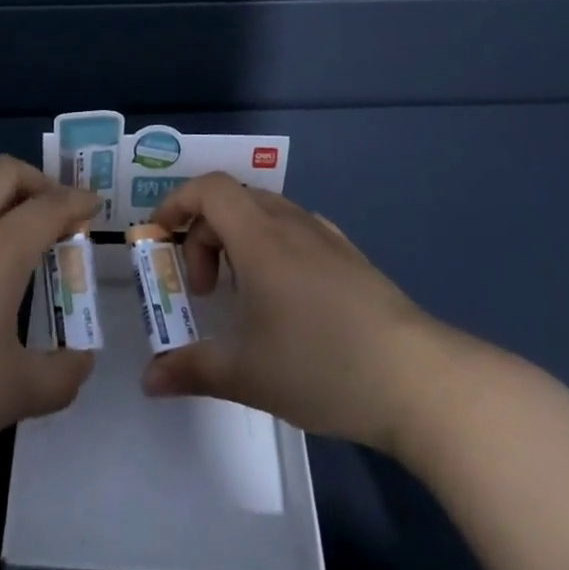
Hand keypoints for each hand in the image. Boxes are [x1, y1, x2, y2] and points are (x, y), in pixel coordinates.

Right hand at [140, 172, 450, 453]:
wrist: (419, 380)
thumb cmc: (322, 366)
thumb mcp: (247, 374)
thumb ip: (191, 370)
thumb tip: (149, 380)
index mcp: (260, 237)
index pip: (209, 189)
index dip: (177, 203)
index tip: (160, 239)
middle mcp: (292, 224)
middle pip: (233, 201)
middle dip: (204, 235)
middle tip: (203, 290)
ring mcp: (327, 238)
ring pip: (267, 215)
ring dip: (239, 241)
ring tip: (240, 295)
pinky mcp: (351, 258)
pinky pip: (297, 232)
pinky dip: (272, 249)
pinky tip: (285, 299)